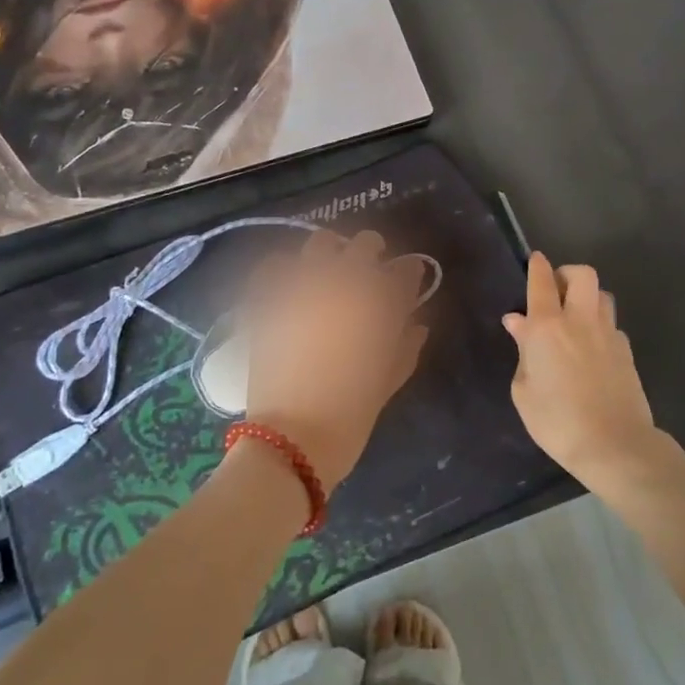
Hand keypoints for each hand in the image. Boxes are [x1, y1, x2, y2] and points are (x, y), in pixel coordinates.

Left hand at [241, 230, 430, 490]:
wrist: (290, 440)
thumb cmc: (350, 417)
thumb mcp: (387, 383)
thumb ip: (405, 346)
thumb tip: (416, 323)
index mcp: (379, 305)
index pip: (405, 271)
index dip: (409, 274)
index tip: (407, 280)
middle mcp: (343, 284)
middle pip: (365, 245)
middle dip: (373, 254)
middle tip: (370, 272)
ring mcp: (302, 286)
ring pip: (321, 243)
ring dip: (331, 253)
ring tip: (329, 271)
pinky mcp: (268, 298)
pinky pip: (274, 266)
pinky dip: (284, 268)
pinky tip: (289, 282)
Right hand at [504, 252, 663, 488]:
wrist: (614, 445)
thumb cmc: (557, 421)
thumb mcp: (524, 390)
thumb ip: (523, 351)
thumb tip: (519, 323)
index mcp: (547, 327)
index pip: (542, 282)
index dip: (537, 266)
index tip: (535, 260)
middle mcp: (579, 320)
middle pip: (582, 275)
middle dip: (567, 273)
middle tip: (556, 290)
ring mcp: (608, 334)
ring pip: (602, 295)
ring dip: (587, 297)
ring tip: (575, 317)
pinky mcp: (627, 352)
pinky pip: (612, 325)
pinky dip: (600, 327)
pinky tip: (592, 348)